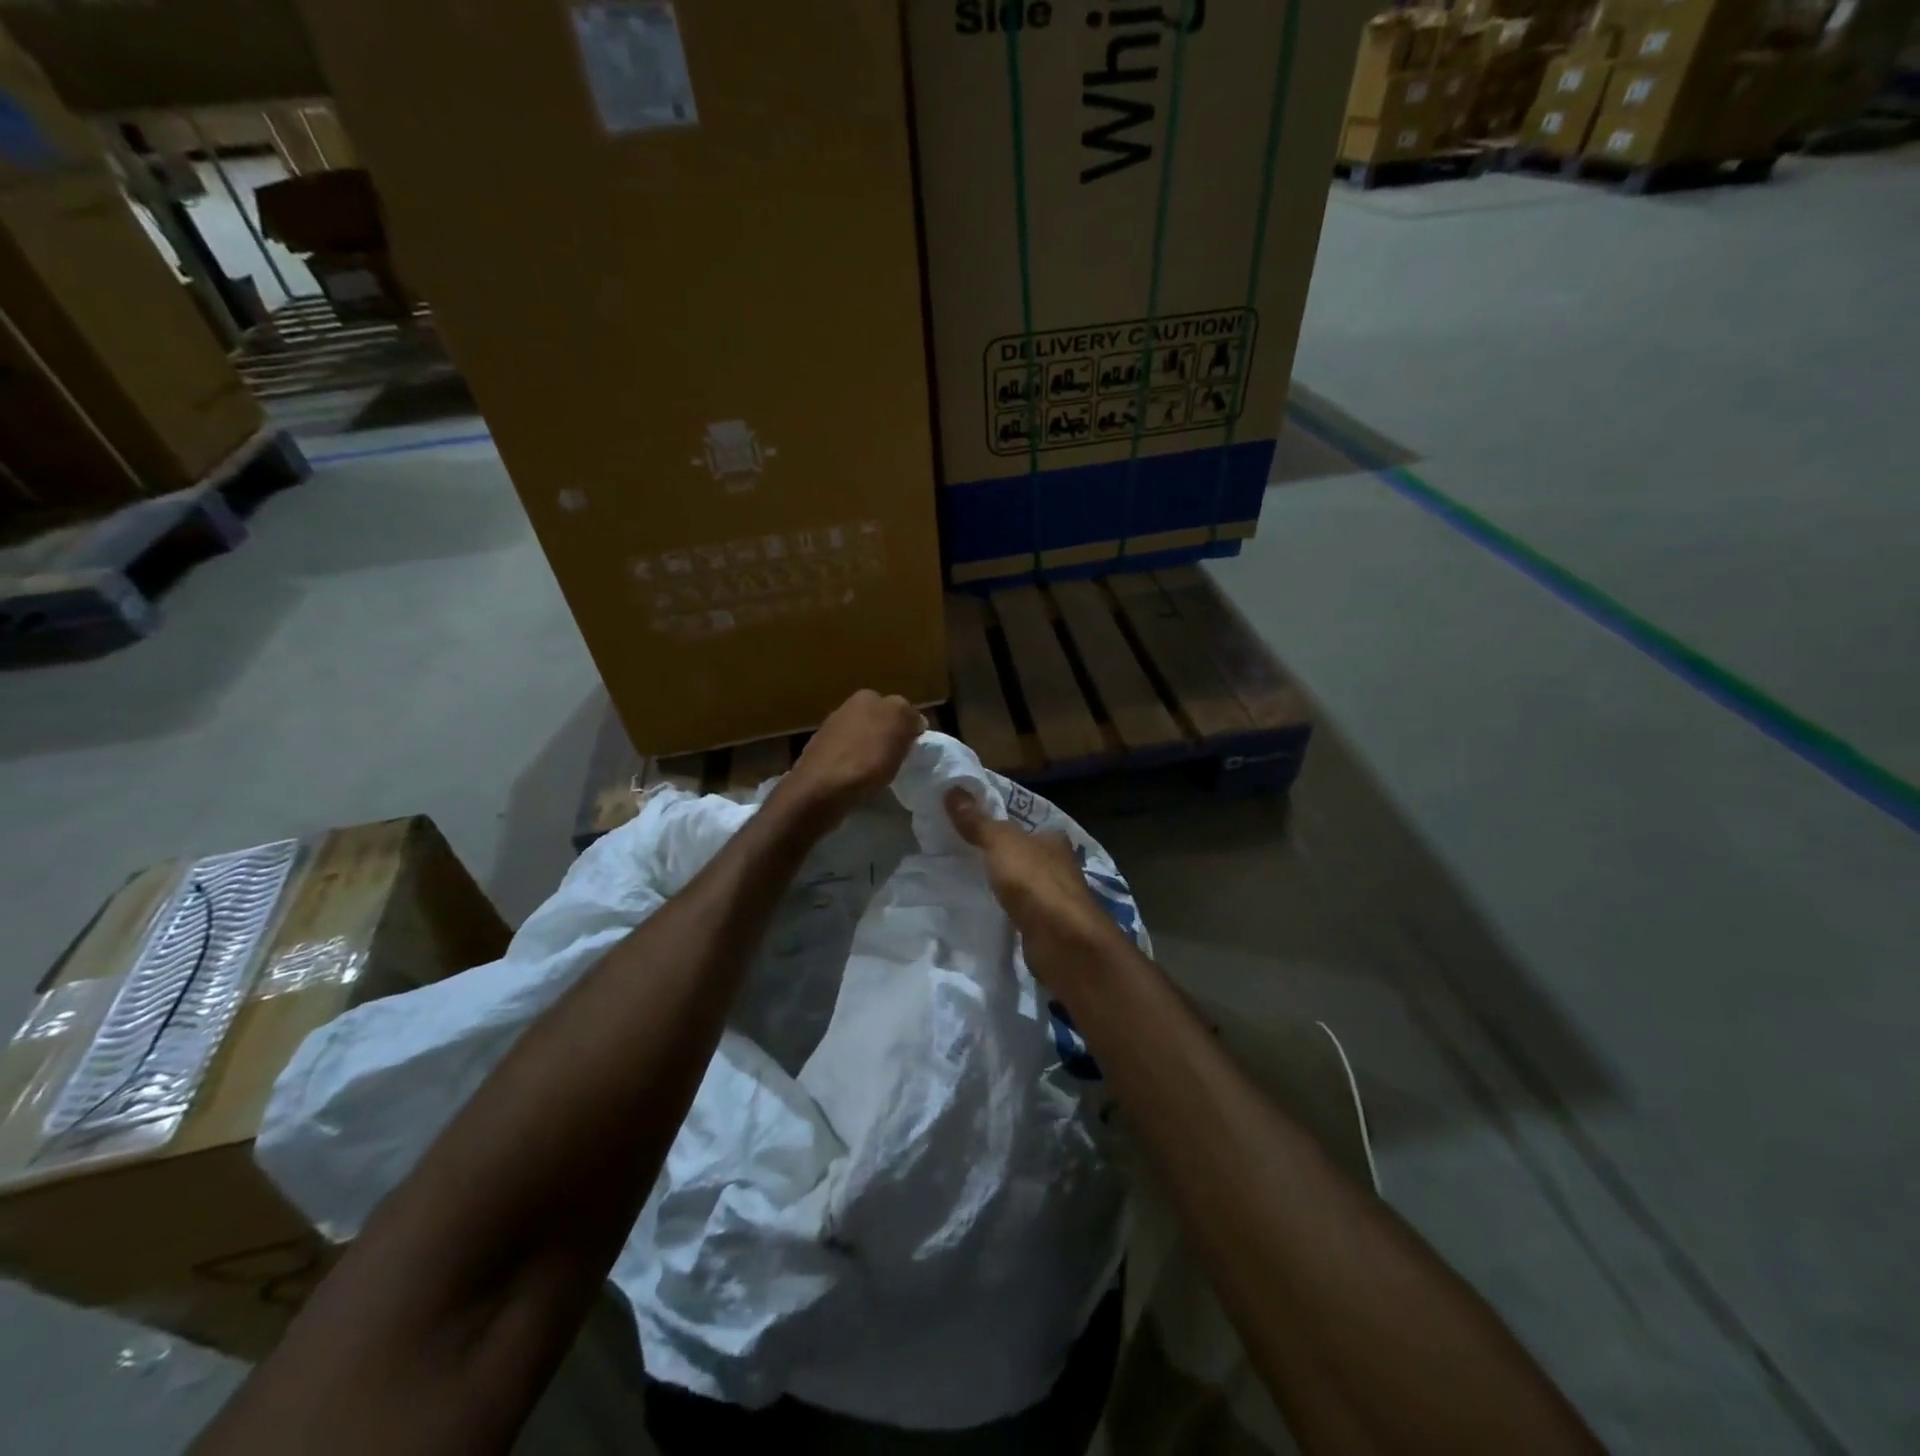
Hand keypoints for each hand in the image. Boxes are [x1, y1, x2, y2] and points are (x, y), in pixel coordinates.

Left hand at [775, 690, 924, 832]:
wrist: (821, 789)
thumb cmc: (867, 758)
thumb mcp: (901, 730)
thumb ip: (910, 717)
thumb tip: (913, 721)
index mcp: (867, 696)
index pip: (899, 707)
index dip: (909, 728)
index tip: (914, 748)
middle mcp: (845, 707)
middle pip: (878, 722)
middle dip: (888, 738)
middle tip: (898, 760)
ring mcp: (829, 731)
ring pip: (862, 739)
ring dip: (871, 752)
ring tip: (879, 774)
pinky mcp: (819, 756)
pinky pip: (848, 758)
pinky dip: (855, 766)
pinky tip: (858, 781)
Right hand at [945, 787, 1124, 991]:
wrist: (1062, 940)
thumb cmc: (1034, 881)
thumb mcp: (1000, 843)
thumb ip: (977, 821)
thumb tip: (952, 789)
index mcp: (1053, 838)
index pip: (1027, 826)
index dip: (1003, 826)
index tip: (973, 829)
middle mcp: (1060, 865)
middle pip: (1025, 855)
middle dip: (1001, 857)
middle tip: (963, 856)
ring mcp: (1056, 898)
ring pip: (1024, 885)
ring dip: (1003, 885)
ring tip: (968, 884)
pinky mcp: (1048, 927)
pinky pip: (1021, 912)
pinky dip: (1007, 911)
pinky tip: (987, 913)